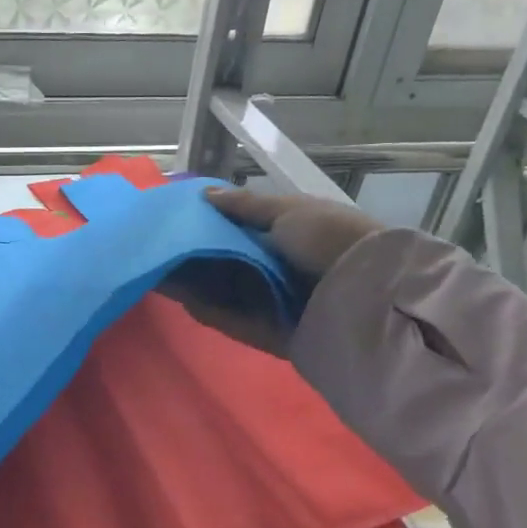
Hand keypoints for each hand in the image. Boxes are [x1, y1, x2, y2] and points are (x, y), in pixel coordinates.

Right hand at [162, 188, 384, 355]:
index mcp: (290, 235)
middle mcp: (281, 269)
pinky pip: (234, 322)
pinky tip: (182, 301)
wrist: (366, 293)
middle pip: (229, 264)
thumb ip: (246, 205)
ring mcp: (276, 303)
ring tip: (159, 274)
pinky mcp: (271, 333)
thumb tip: (205, 194)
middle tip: (160, 251)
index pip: (241, 230)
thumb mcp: (288, 211)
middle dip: (196, 258)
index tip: (178, 222)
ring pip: (226, 294)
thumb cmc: (329, 239)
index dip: (210, 226)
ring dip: (195, 285)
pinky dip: (210, 313)